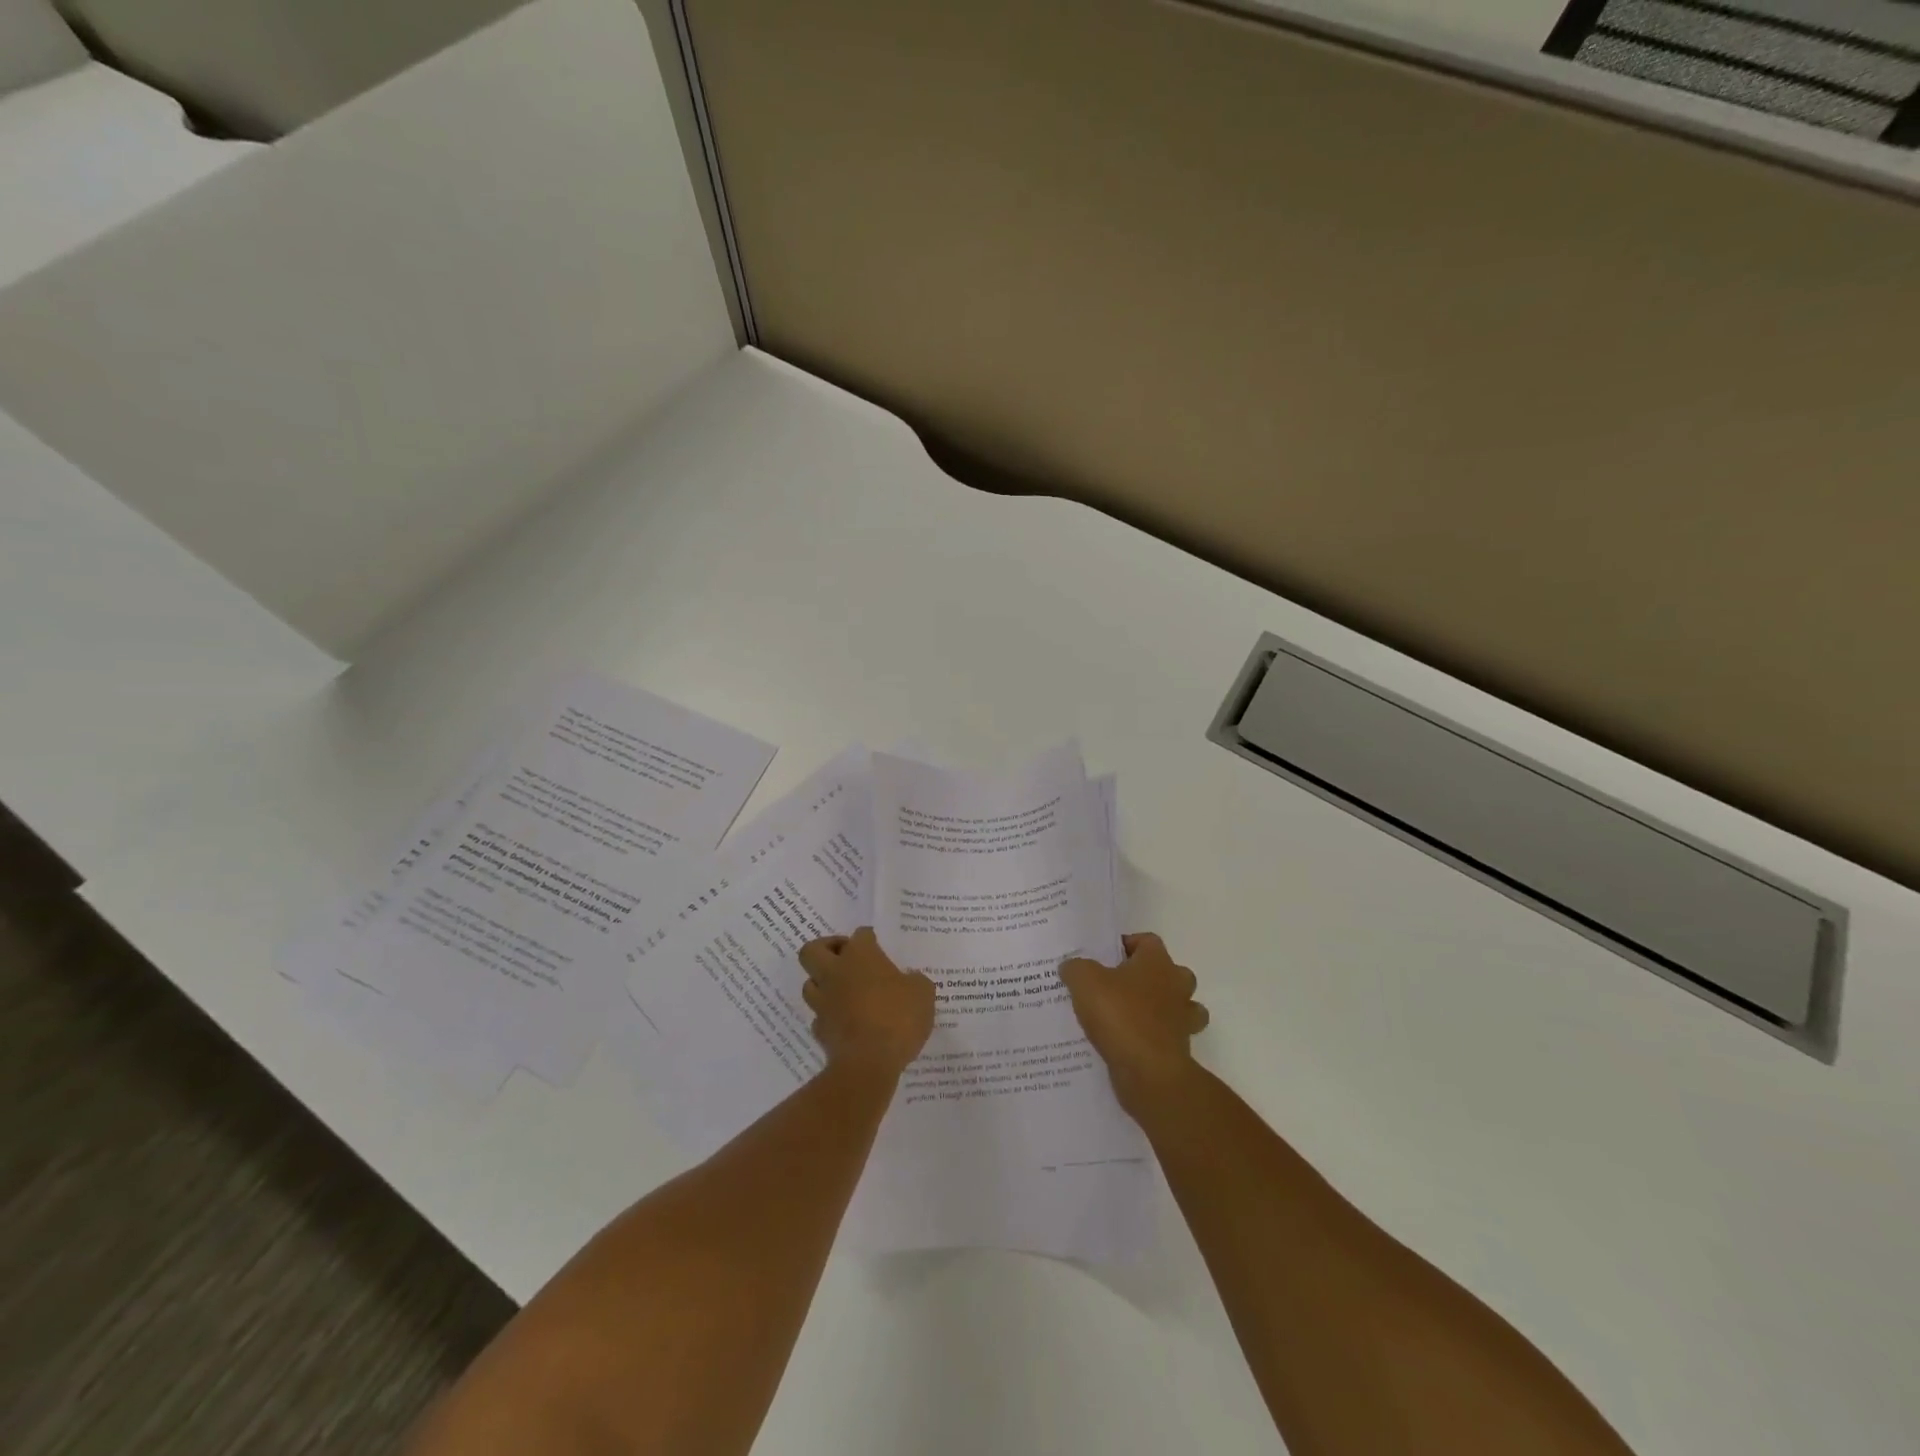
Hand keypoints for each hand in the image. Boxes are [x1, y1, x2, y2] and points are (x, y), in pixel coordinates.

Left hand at [798, 927, 936, 1079]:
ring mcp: (823, 1002)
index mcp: (861, 956)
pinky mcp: (820, 1030)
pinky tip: (845, 1021)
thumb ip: (914, 981)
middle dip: (826, 949)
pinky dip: (829, 1015)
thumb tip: (909, 979)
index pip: (860, 935)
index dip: (869, 938)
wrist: (868, 1063)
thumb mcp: (923, 994)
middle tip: (845, 957)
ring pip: (809, 983)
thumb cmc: (898, 1018)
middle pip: (812, 950)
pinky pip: (819, 1016)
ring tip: (843, 990)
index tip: (877, 944)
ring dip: (823, 983)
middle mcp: (835, 973)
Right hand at [1060, 933, 1209, 1116]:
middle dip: (1148, 977)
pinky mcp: (1180, 1049)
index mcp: (1157, 962)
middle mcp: (1177, 986)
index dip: (1127, 945)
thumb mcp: (1085, 981)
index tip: (1105, 957)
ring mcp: (1182, 1019)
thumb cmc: (1120, 1015)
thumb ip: (1076, 968)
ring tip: (1127, 1015)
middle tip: (1117, 986)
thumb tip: (1071, 966)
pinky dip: (1153, 1038)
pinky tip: (1128, 1043)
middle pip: (1169, 972)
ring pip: (1177, 1006)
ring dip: (1158, 1008)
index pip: (1147, 941)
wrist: (1148, 1072)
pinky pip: (1167, 1037)